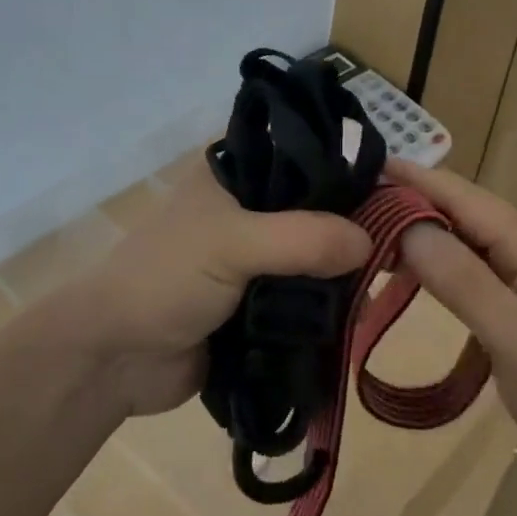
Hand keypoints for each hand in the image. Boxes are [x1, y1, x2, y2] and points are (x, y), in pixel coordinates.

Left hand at [73, 155, 372, 416]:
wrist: (114, 358)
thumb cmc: (165, 279)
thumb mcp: (231, 244)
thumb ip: (302, 238)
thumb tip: (371, 242)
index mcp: (235, 176)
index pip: (303, 157)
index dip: (347, 171)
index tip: (396, 191)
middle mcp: (248, 211)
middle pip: (316, 211)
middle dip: (352, 230)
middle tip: (402, 247)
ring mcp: (254, 262)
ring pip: (314, 259)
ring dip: (343, 275)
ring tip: (390, 284)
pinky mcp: (259, 308)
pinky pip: (305, 301)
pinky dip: (328, 309)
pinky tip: (362, 314)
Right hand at [387, 158, 516, 478]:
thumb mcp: (515, 338)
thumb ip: (462, 280)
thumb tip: (408, 227)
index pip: (465, 197)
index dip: (415, 179)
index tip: (364, 166)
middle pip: (464, 211)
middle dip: (411, 202)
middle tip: (354, 203)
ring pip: (467, 237)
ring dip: (422, 231)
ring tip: (371, 230)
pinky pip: (474, 264)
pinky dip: (439, 260)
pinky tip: (412, 267)